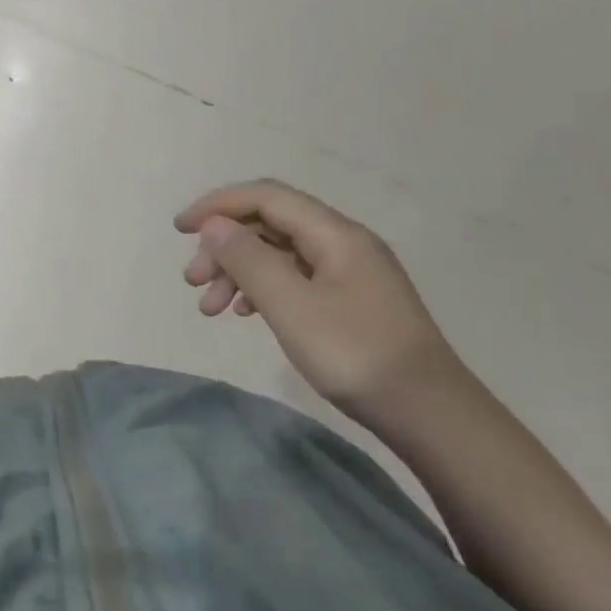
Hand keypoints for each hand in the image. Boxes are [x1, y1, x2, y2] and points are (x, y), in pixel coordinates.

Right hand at [176, 179, 462, 414]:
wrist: (431, 414)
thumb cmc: (356, 354)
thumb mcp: (291, 306)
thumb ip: (248, 259)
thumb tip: (214, 225)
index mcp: (334, 233)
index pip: (265, 197)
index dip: (218, 205)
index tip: (180, 230)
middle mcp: (343, 242)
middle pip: (270, 225)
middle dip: (224, 246)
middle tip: (193, 282)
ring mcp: (350, 272)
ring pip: (280, 254)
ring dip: (239, 272)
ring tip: (211, 309)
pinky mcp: (351, 301)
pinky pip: (295, 278)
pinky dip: (262, 289)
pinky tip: (247, 314)